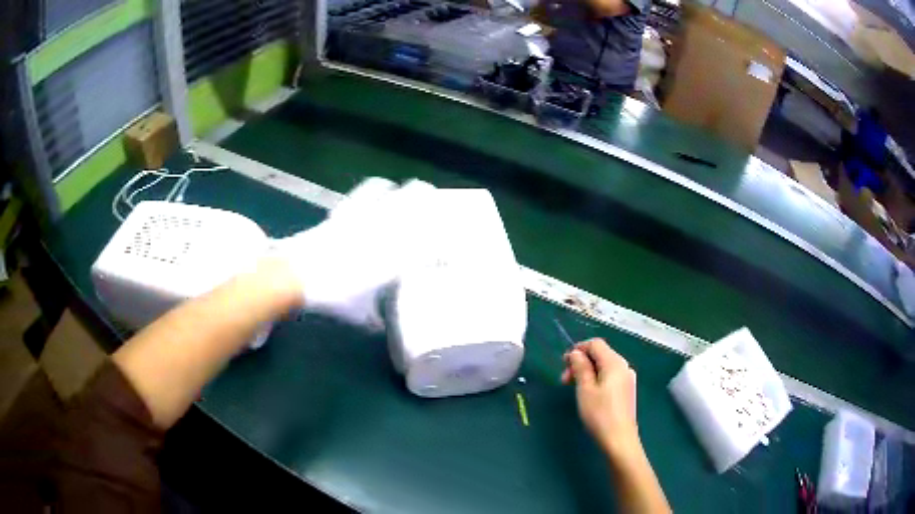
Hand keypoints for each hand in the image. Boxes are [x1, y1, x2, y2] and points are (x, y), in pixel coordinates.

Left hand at [273, 178, 431, 329]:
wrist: (298, 276)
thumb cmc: (330, 296)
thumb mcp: (357, 314)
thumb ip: (373, 318)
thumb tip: (379, 324)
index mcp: (391, 263)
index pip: (427, 248)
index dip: (442, 246)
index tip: (449, 249)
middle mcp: (383, 236)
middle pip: (416, 211)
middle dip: (433, 206)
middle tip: (440, 206)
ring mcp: (365, 220)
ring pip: (396, 196)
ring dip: (410, 192)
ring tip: (418, 189)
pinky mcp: (347, 211)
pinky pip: (368, 191)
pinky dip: (378, 187)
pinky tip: (383, 186)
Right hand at [562, 338, 640, 461]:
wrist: (619, 439)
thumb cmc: (600, 414)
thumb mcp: (585, 389)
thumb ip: (580, 367)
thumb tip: (576, 353)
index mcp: (615, 363)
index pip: (595, 344)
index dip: (578, 349)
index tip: (563, 363)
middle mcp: (624, 366)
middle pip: (600, 354)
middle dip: (581, 362)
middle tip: (564, 379)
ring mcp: (627, 379)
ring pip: (604, 366)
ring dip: (587, 372)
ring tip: (573, 388)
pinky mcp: (626, 391)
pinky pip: (610, 377)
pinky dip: (596, 379)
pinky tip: (588, 394)